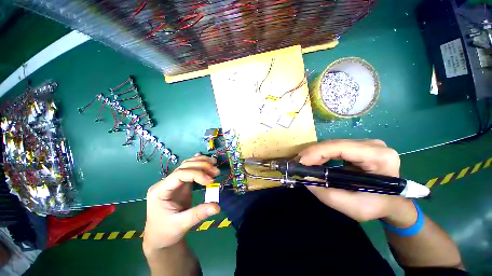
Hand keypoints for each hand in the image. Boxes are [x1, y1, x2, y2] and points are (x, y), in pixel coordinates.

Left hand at [143, 155, 220, 254]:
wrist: (160, 238)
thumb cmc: (166, 232)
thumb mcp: (181, 225)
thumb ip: (198, 214)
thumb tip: (217, 206)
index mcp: (160, 191)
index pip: (180, 174)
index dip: (197, 174)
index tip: (211, 181)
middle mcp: (165, 183)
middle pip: (185, 167)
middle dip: (202, 166)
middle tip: (217, 172)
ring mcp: (173, 182)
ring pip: (188, 165)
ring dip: (202, 162)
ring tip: (215, 163)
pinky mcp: (180, 184)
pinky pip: (190, 170)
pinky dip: (199, 164)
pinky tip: (205, 160)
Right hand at [297, 139, 415, 224]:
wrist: (392, 203)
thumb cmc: (377, 206)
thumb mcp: (352, 207)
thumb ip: (326, 194)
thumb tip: (305, 178)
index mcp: (379, 157)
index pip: (341, 148)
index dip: (317, 152)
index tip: (300, 162)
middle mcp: (374, 145)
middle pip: (335, 144)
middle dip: (312, 153)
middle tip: (298, 163)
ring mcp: (366, 144)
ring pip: (332, 144)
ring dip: (315, 153)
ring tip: (303, 163)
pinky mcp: (359, 147)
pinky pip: (334, 148)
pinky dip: (321, 154)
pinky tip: (313, 161)